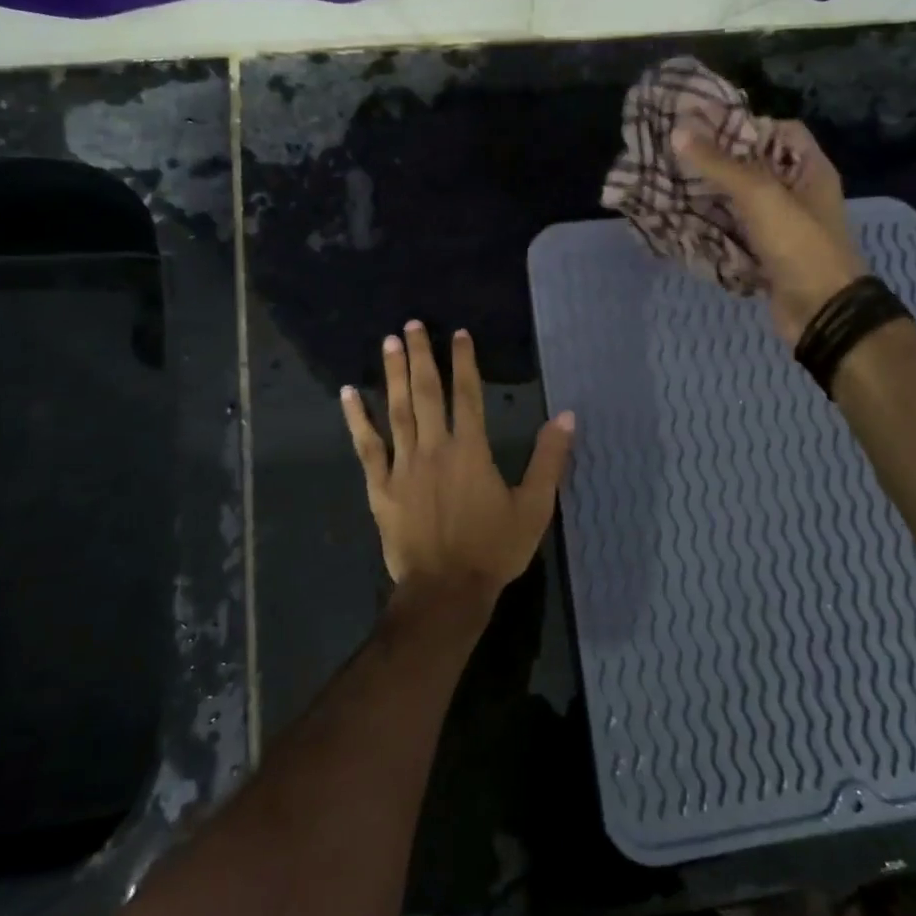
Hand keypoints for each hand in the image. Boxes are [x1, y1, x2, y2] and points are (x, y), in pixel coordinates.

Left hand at [340, 322, 574, 604]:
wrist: (445, 591)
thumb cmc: (494, 549)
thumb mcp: (535, 507)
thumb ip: (550, 459)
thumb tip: (566, 416)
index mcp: (470, 450)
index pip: (467, 395)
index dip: (464, 361)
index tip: (458, 334)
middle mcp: (434, 448)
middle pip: (426, 393)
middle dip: (421, 356)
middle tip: (412, 324)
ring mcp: (403, 466)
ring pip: (396, 411)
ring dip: (392, 375)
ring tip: (389, 342)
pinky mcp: (381, 487)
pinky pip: (367, 446)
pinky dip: (357, 419)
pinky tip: (348, 394)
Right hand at [673, 121, 866, 341]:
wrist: (820, 312)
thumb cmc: (798, 244)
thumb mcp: (759, 195)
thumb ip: (719, 164)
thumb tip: (677, 133)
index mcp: (810, 170)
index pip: (781, 132)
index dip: (747, 125)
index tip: (706, 128)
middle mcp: (797, 195)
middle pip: (755, 168)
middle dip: (718, 163)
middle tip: (676, 155)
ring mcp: (781, 229)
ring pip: (740, 204)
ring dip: (709, 197)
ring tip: (670, 185)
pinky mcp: (765, 257)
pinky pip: (734, 236)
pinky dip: (711, 230)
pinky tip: (680, 222)